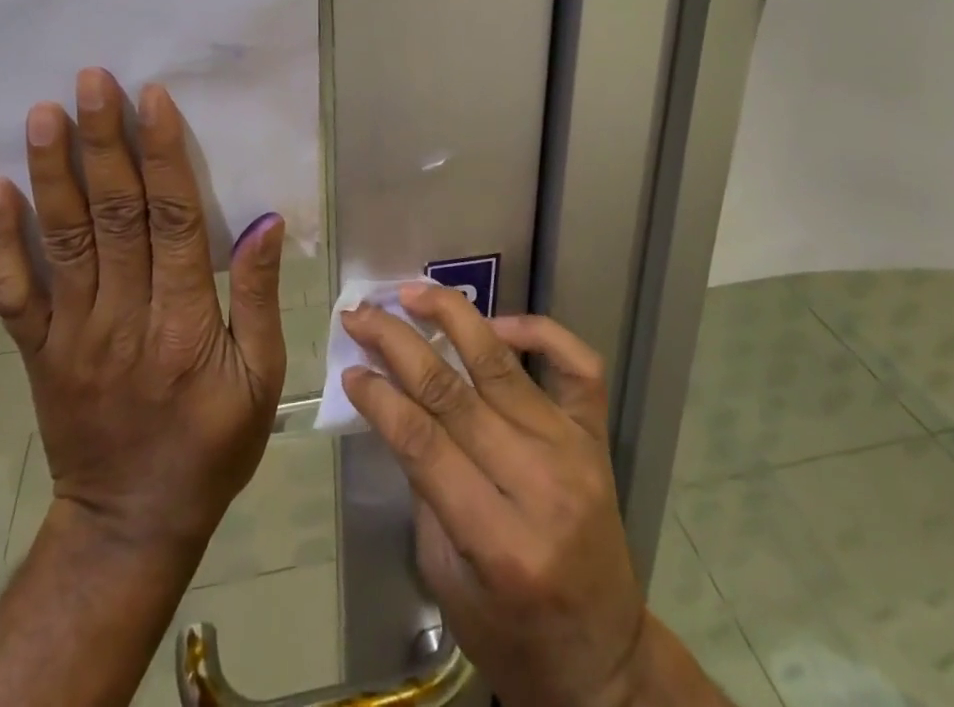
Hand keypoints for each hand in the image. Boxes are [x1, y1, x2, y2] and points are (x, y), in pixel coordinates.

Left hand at [0, 67, 287, 553]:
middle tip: (92, 81)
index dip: (163, 155)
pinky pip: (14, 291)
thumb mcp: (262, 379)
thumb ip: (260, 297)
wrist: (131, 523)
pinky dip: (0, 240)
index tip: (152, 99)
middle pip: (114, 215)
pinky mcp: (39, 351)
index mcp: (185, 322)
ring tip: (44, 113)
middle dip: (104, 142)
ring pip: (63, 239)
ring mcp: (73, 333)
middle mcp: (124, 316)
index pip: (174, 220)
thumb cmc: (212, 445)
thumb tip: (265, 221)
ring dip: (53, 172)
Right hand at [340, 288, 655, 706]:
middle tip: (362, 315)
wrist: (603, 659)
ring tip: (412, 293)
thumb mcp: (447, 580)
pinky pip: (577, 364)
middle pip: (454, 393)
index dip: (380, 398)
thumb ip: (424, 489)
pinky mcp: (597, 436)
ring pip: (503, 364)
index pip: (424, 443)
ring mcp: (574, 452)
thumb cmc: (511, 633)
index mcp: (498, 541)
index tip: (350, 367)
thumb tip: (394, 404)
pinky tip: (499, 323)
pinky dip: (539, 331)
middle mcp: (540, 485)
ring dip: (452, 318)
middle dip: (398, 344)